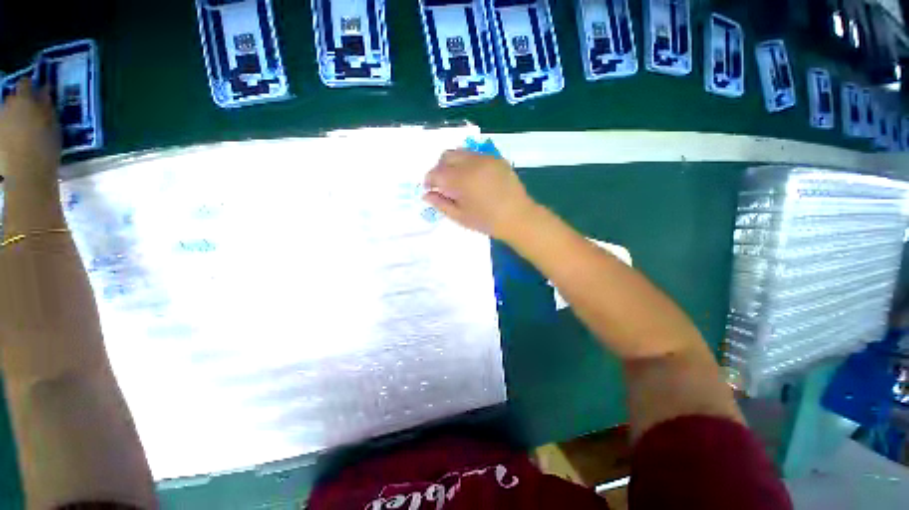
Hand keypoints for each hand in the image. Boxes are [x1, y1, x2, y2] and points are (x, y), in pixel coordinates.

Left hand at [0, 78, 60, 183]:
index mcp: (24, 99)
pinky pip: (3, 127)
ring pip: (7, 113)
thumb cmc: (45, 147)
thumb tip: (44, 92)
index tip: (38, 91)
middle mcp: (8, 105)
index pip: (25, 83)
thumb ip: (47, 107)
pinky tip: (16, 140)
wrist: (27, 172)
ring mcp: (0, 121)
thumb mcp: (54, 126)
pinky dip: (9, 130)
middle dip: (20, 104)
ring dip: (14, 117)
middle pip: (13, 99)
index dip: (31, 86)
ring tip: (24, 129)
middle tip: (31, 114)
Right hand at [423, 149, 537, 239]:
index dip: (429, 180)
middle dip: (440, 168)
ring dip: (453, 163)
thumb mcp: (460, 217)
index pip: (436, 173)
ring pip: (461, 152)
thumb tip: (426, 195)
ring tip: (457, 179)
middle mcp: (472, 163)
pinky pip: (476, 155)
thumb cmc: (487, 221)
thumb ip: (441, 204)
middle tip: (443, 184)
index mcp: (461, 179)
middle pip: (446, 156)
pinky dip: (468, 162)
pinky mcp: (497, 159)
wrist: (518, 217)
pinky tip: (473, 177)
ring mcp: (486, 158)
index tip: (429, 189)